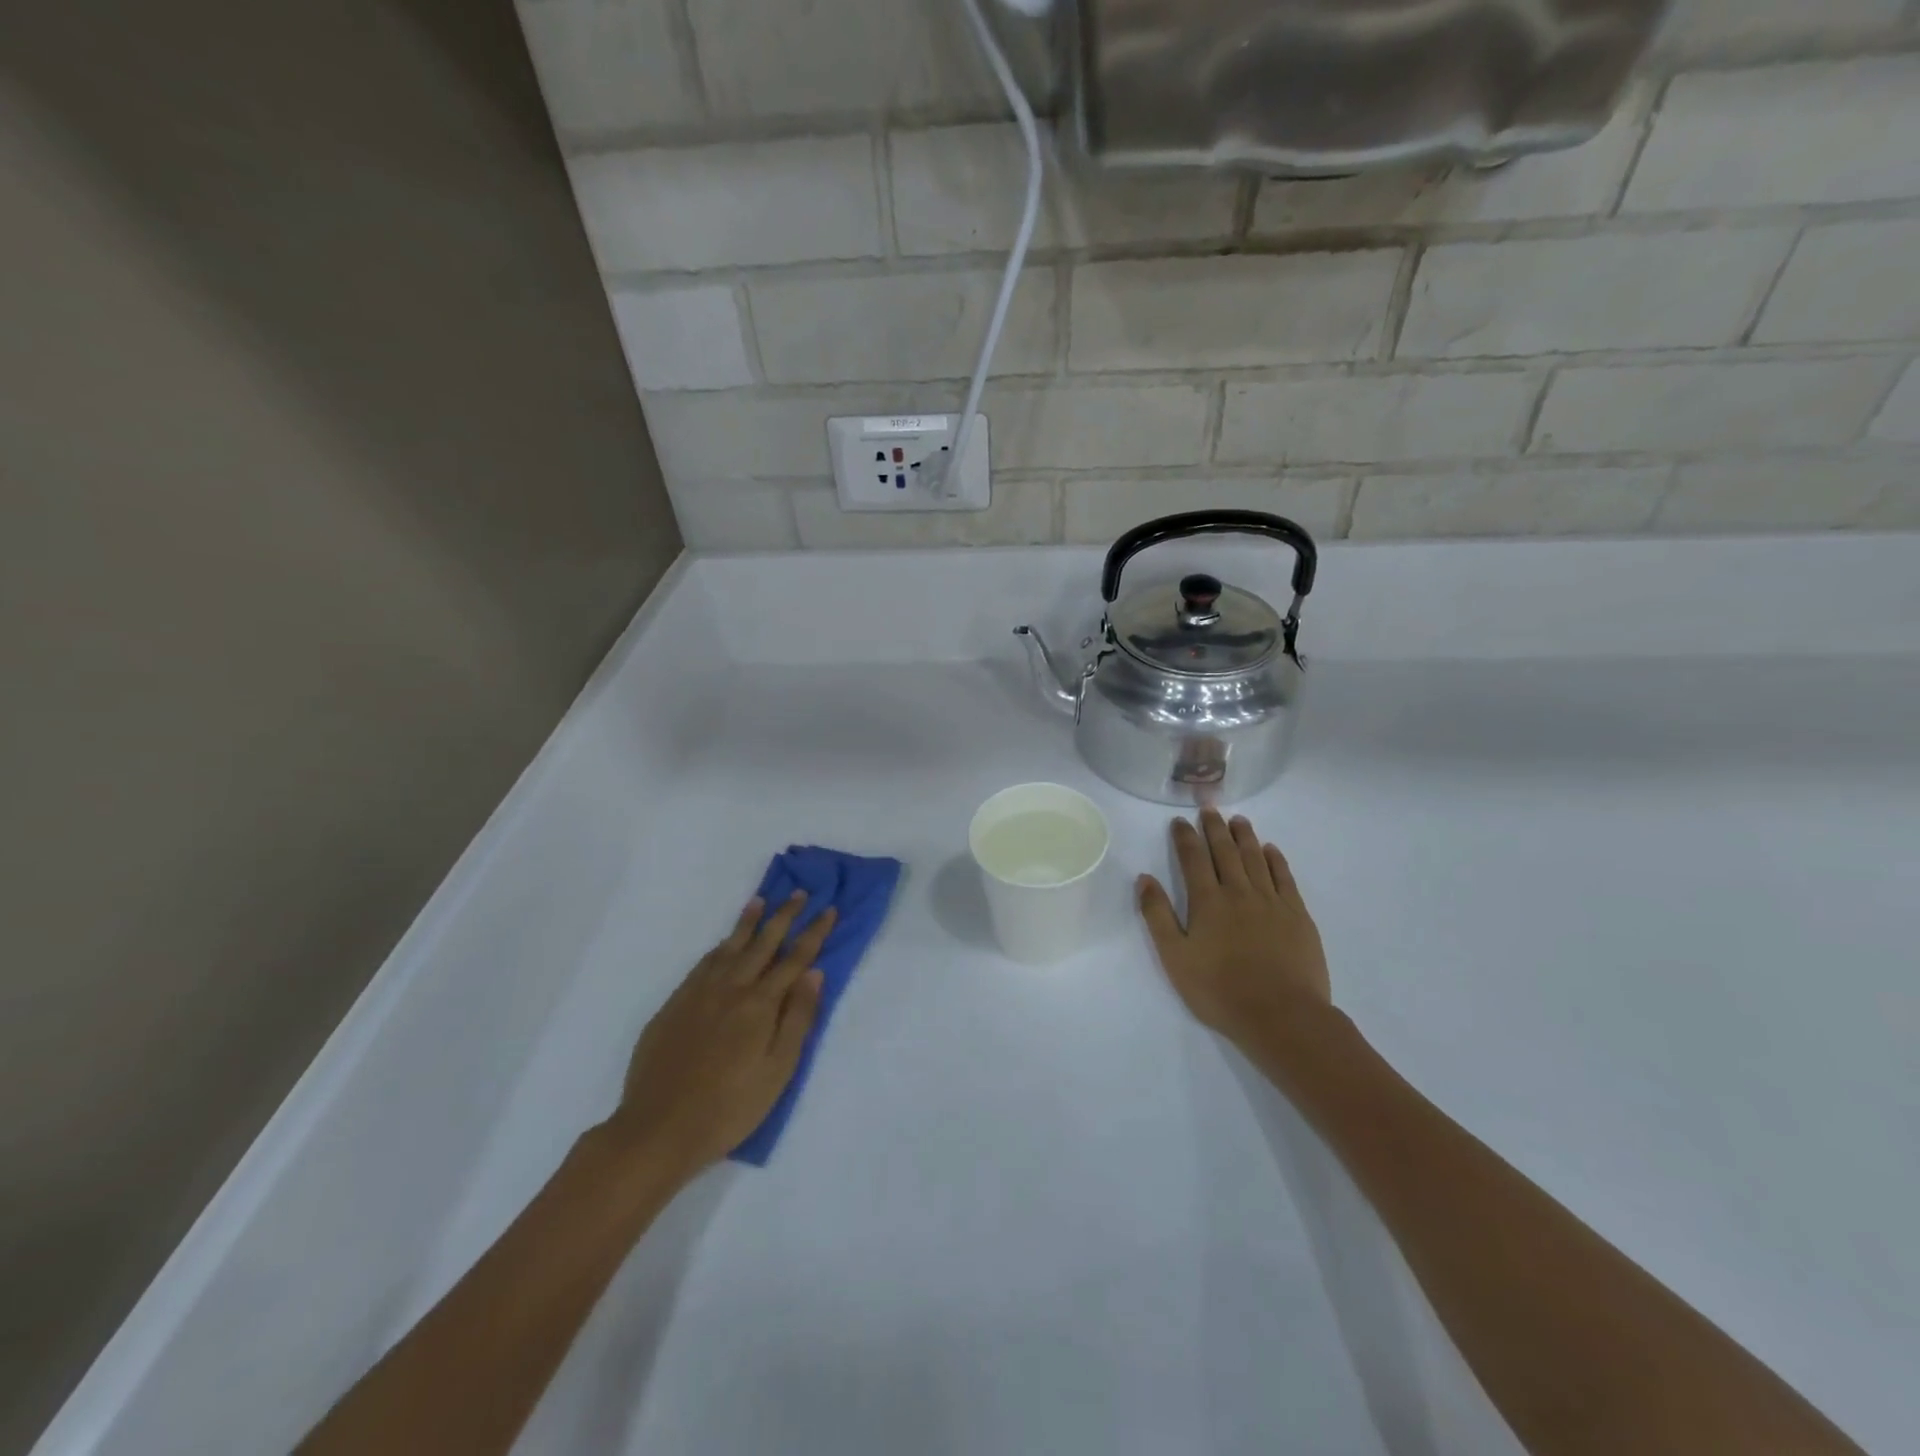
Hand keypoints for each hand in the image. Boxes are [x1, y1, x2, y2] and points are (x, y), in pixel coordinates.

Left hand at [607, 893, 834, 1177]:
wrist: (658, 1129)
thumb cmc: (729, 1108)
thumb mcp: (777, 1071)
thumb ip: (798, 1019)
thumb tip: (814, 973)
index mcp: (759, 1004)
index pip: (795, 959)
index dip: (814, 933)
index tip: (828, 909)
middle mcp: (730, 988)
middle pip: (763, 943)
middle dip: (784, 916)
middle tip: (798, 892)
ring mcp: (698, 994)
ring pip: (729, 947)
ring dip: (747, 923)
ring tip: (760, 901)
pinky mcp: (674, 1005)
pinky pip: (703, 964)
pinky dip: (719, 947)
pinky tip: (723, 944)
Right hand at [1137, 810, 1331, 1046]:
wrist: (1282, 1015)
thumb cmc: (1220, 990)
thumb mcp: (1175, 957)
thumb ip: (1158, 916)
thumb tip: (1145, 879)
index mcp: (1207, 902)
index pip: (1193, 859)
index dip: (1185, 837)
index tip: (1179, 821)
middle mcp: (1239, 892)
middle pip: (1225, 851)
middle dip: (1215, 827)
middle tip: (1209, 808)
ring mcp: (1271, 901)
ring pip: (1255, 858)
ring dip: (1245, 836)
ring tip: (1238, 819)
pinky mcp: (1297, 915)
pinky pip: (1284, 877)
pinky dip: (1276, 860)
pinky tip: (1270, 850)